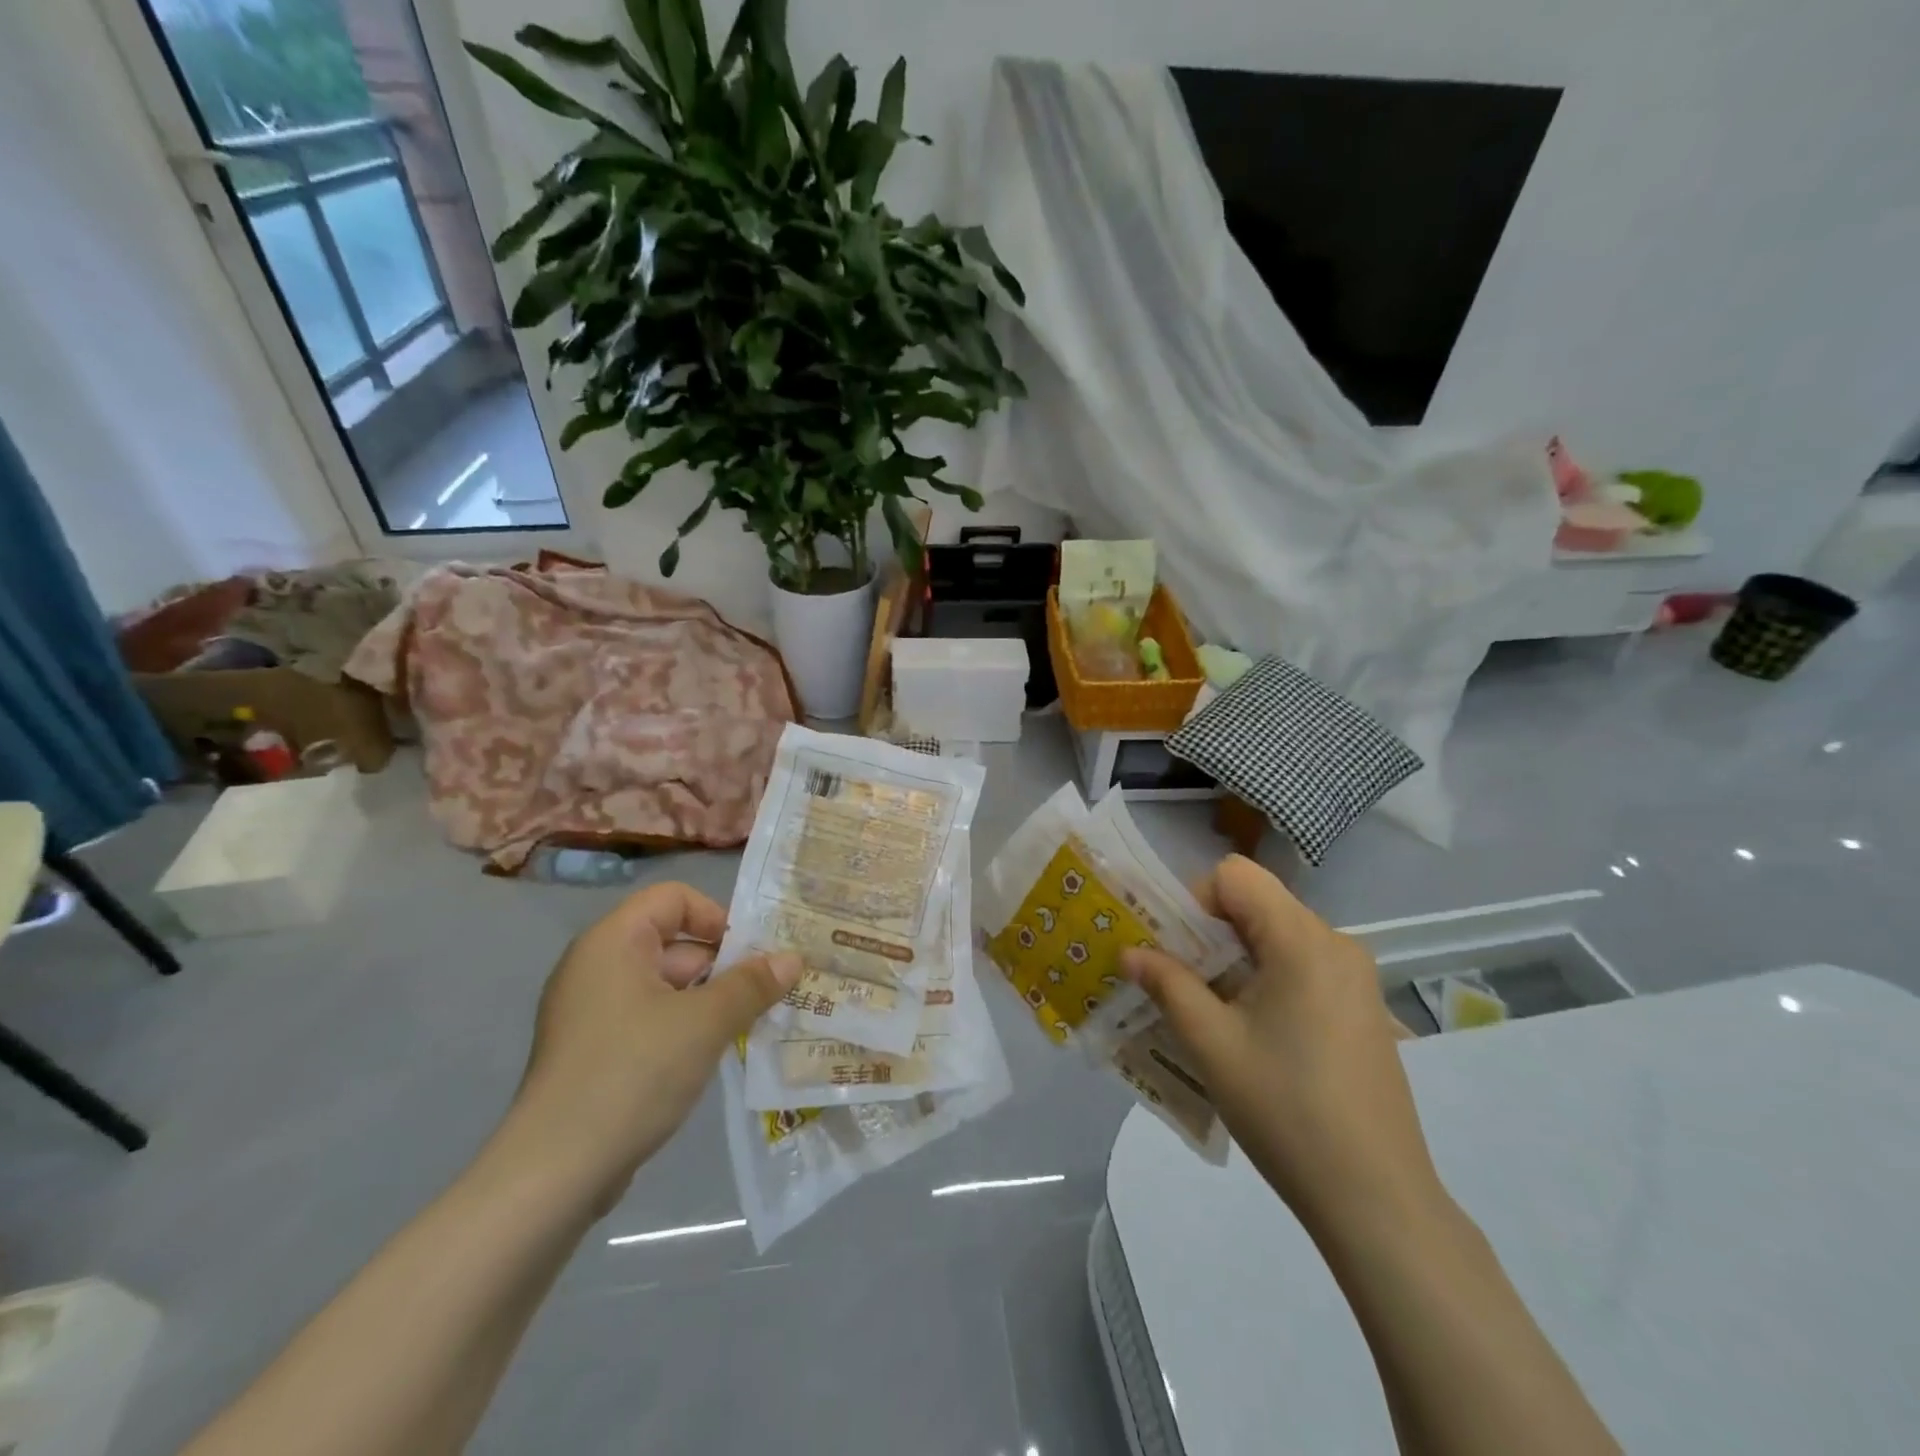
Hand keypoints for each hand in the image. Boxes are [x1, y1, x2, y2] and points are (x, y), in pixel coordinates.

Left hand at [507, 882, 800, 1210]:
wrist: (554, 1172)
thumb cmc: (633, 1073)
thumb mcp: (705, 1023)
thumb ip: (752, 984)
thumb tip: (793, 958)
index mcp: (613, 941)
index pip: (673, 898)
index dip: (716, 917)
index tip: (749, 955)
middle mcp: (597, 966)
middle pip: (673, 941)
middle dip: (722, 965)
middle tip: (766, 994)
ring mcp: (592, 1011)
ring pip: (665, 985)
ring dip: (709, 1000)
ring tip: (750, 1025)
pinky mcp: (594, 1051)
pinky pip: (650, 1019)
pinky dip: (683, 1027)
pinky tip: (713, 1055)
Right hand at [1122, 857, 1445, 1237]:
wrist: (1378, 1199)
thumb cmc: (1286, 1110)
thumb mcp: (1211, 1043)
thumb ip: (1167, 984)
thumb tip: (1130, 951)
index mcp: (1303, 939)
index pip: (1236, 876)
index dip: (1195, 900)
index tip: (1175, 949)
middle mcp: (1336, 943)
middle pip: (1257, 904)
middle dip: (1208, 933)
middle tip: (1179, 982)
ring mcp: (1356, 978)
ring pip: (1277, 937)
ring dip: (1235, 960)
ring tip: (1210, 1013)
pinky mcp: (1363, 1008)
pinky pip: (1302, 968)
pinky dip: (1265, 981)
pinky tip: (1254, 1036)